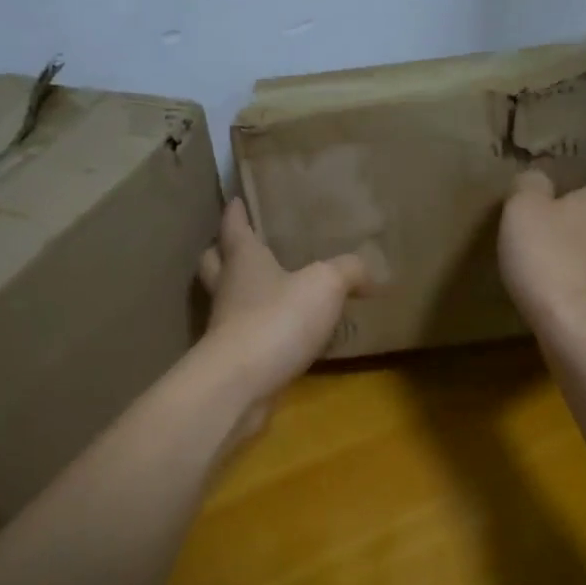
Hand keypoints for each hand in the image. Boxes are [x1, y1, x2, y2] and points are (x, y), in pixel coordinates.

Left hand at [196, 198, 367, 421]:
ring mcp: (225, 326)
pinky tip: (284, 335)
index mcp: (243, 260)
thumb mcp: (325, 285)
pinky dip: (260, 330)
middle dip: (223, 251)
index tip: (235, 200)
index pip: (234, 227)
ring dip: (241, 292)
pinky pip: (246, 335)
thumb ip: (348, 271)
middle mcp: (228, 288)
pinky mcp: (234, 359)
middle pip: (214, 262)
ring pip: (227, 299)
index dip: (235, 212)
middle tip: (241, 245)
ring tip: (270, 290)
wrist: (241, 384)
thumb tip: (371, 273)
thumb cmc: (278, 319)